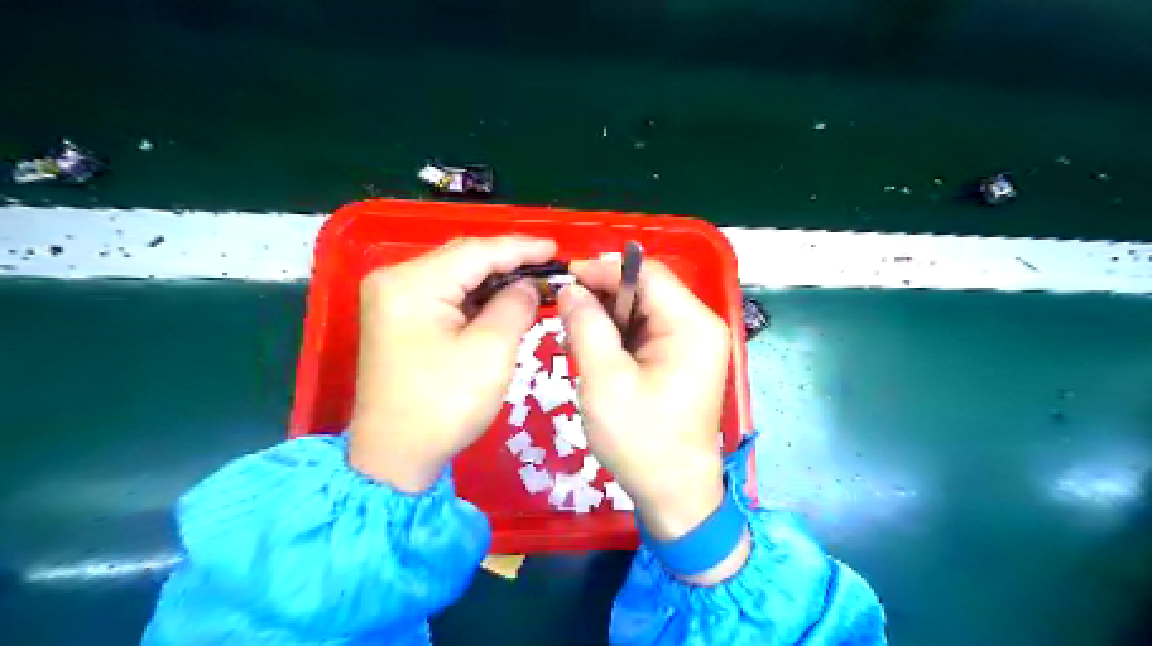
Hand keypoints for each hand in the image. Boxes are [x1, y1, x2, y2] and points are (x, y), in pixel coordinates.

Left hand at [349, 235, 554, 491]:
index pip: (475, 252)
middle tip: (549, 265)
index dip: (520, 248)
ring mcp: (393, 299)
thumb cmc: (444, 405)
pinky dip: (476, 296)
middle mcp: (395, 280)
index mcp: (412, 284)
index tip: (556, 249)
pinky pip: (445, 295)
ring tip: (534, 280)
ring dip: (494, 279)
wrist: (394, 457)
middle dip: (508, 261)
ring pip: (455, 275)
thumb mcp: (491, 352)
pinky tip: (503, 299)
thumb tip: (529, 286)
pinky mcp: (398, 318)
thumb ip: (515, 306)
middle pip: (462, 258)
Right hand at [563, 258, 731, 544]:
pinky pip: (645, 333)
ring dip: (606, 318)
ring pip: (642, 310)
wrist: (674, 493)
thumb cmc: (641, 439)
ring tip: (574, 337)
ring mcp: (693, 344)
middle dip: (602, 296)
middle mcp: (698, 326)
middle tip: (564, 313)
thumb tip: (571, 289)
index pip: (646, 274)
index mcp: (691, 324)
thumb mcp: (604, 379)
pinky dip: (617, 337)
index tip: (564, 278)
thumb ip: (586, 325)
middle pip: (645, 290)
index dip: (603, 269)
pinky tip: (594, 352)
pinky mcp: (681, 360)